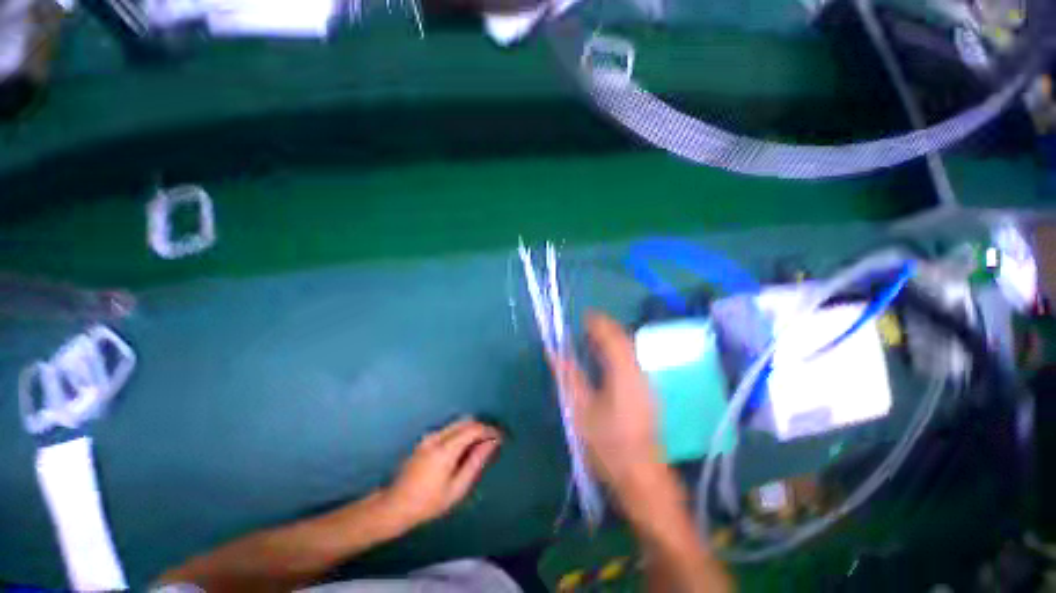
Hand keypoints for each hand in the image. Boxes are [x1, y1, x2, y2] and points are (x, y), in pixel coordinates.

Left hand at [384, 418, 501, 528]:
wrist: (394, 506)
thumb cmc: (428, 503)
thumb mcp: (456, 488)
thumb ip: (475, 462)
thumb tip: (492, 443)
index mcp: (445, 449)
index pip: (474, 428)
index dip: (490, 430)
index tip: (500, 438)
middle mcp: (437, 436)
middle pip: (466, 421)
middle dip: (482, 427)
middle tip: (492, 442)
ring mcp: (430, 436)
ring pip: (458, 423)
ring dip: (472, 429)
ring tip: (480, 446)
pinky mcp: (426, 439)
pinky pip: (450, 429)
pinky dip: (462, 433)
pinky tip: (464, 449)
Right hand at [550, 313, 666, 495]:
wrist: (641, 476)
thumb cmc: (607, 444)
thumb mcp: (580, 409)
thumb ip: (568, 376)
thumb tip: (553, 353)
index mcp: (622, 373)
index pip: (611, 337)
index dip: (598, 323)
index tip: (584, 315)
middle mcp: (639, 372)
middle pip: (623, 340)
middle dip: (606, 327)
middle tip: (586, 324)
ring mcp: (647, 382)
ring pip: (630, 349)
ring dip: (612, 339)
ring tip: (593, 337)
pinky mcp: (648, 391)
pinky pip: (632, 360)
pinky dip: (618, 352)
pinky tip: (606, 359)